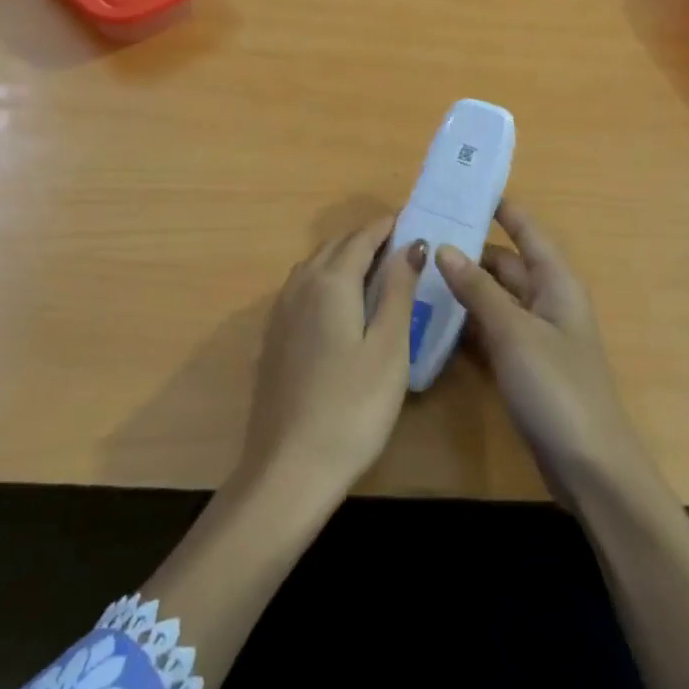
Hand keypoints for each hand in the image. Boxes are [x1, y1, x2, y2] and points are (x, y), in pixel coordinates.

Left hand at [240, 215, 425, 497]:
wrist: (289, 468)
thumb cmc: (353, 407)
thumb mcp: (389, 347)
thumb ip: (398, 289)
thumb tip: (411, 244)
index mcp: (330, 282)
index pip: (362, 237)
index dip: (388, 226)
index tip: (414, 220)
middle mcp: (299, 286)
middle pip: (335, 246)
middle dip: (367, 239)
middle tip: (403, 245)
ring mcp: (281, 313)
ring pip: (315, 266)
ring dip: (344, 258)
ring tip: (377, 270)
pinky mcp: (274, 338)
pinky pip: (303, 289)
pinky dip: (326, 280)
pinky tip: (341, 305)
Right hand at [435, 201, 646, 500]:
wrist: (590, 468)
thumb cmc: (557, 388)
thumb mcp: (514, 333)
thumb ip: (478, 290)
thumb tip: (444, 248)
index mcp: (556, 283)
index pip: (527, 231)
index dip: (502, 208)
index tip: (464, 189)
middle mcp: (547, 301)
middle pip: (506, 264)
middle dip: (469, 249)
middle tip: (422, 236)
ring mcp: (536, 336)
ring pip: (495, 298)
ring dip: (464, 287)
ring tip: (417, 271)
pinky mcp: (524, 366)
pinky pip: (492, 331)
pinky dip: (467, 322)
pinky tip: (433, 320)